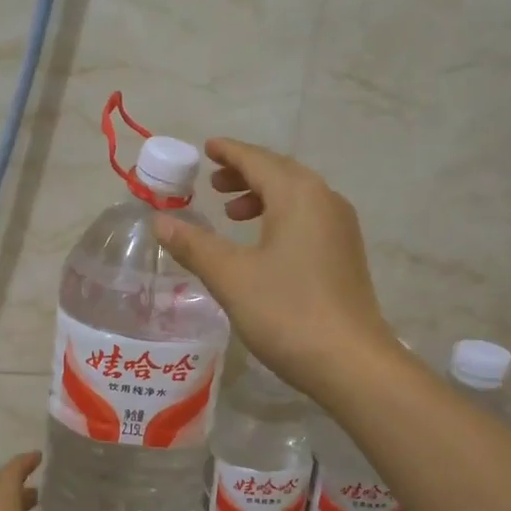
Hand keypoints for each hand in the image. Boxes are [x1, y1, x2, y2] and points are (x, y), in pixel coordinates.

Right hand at [154, 138, 397, 399]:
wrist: (350, 362)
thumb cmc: (287, 312)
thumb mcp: (231, 277)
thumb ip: (194, 245)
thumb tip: (160, 221)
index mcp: (298, 195)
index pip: (258, 160)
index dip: (229, 152)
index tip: (207, 147)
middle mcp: (325, 201)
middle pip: (281, 173)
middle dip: (245, 174)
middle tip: (212, 183)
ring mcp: (341, 229)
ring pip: (296, 197)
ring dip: (263, 197)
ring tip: (233, 213)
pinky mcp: (345, 255)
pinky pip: (308, 219)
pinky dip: (280, 218)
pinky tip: (263, 245)